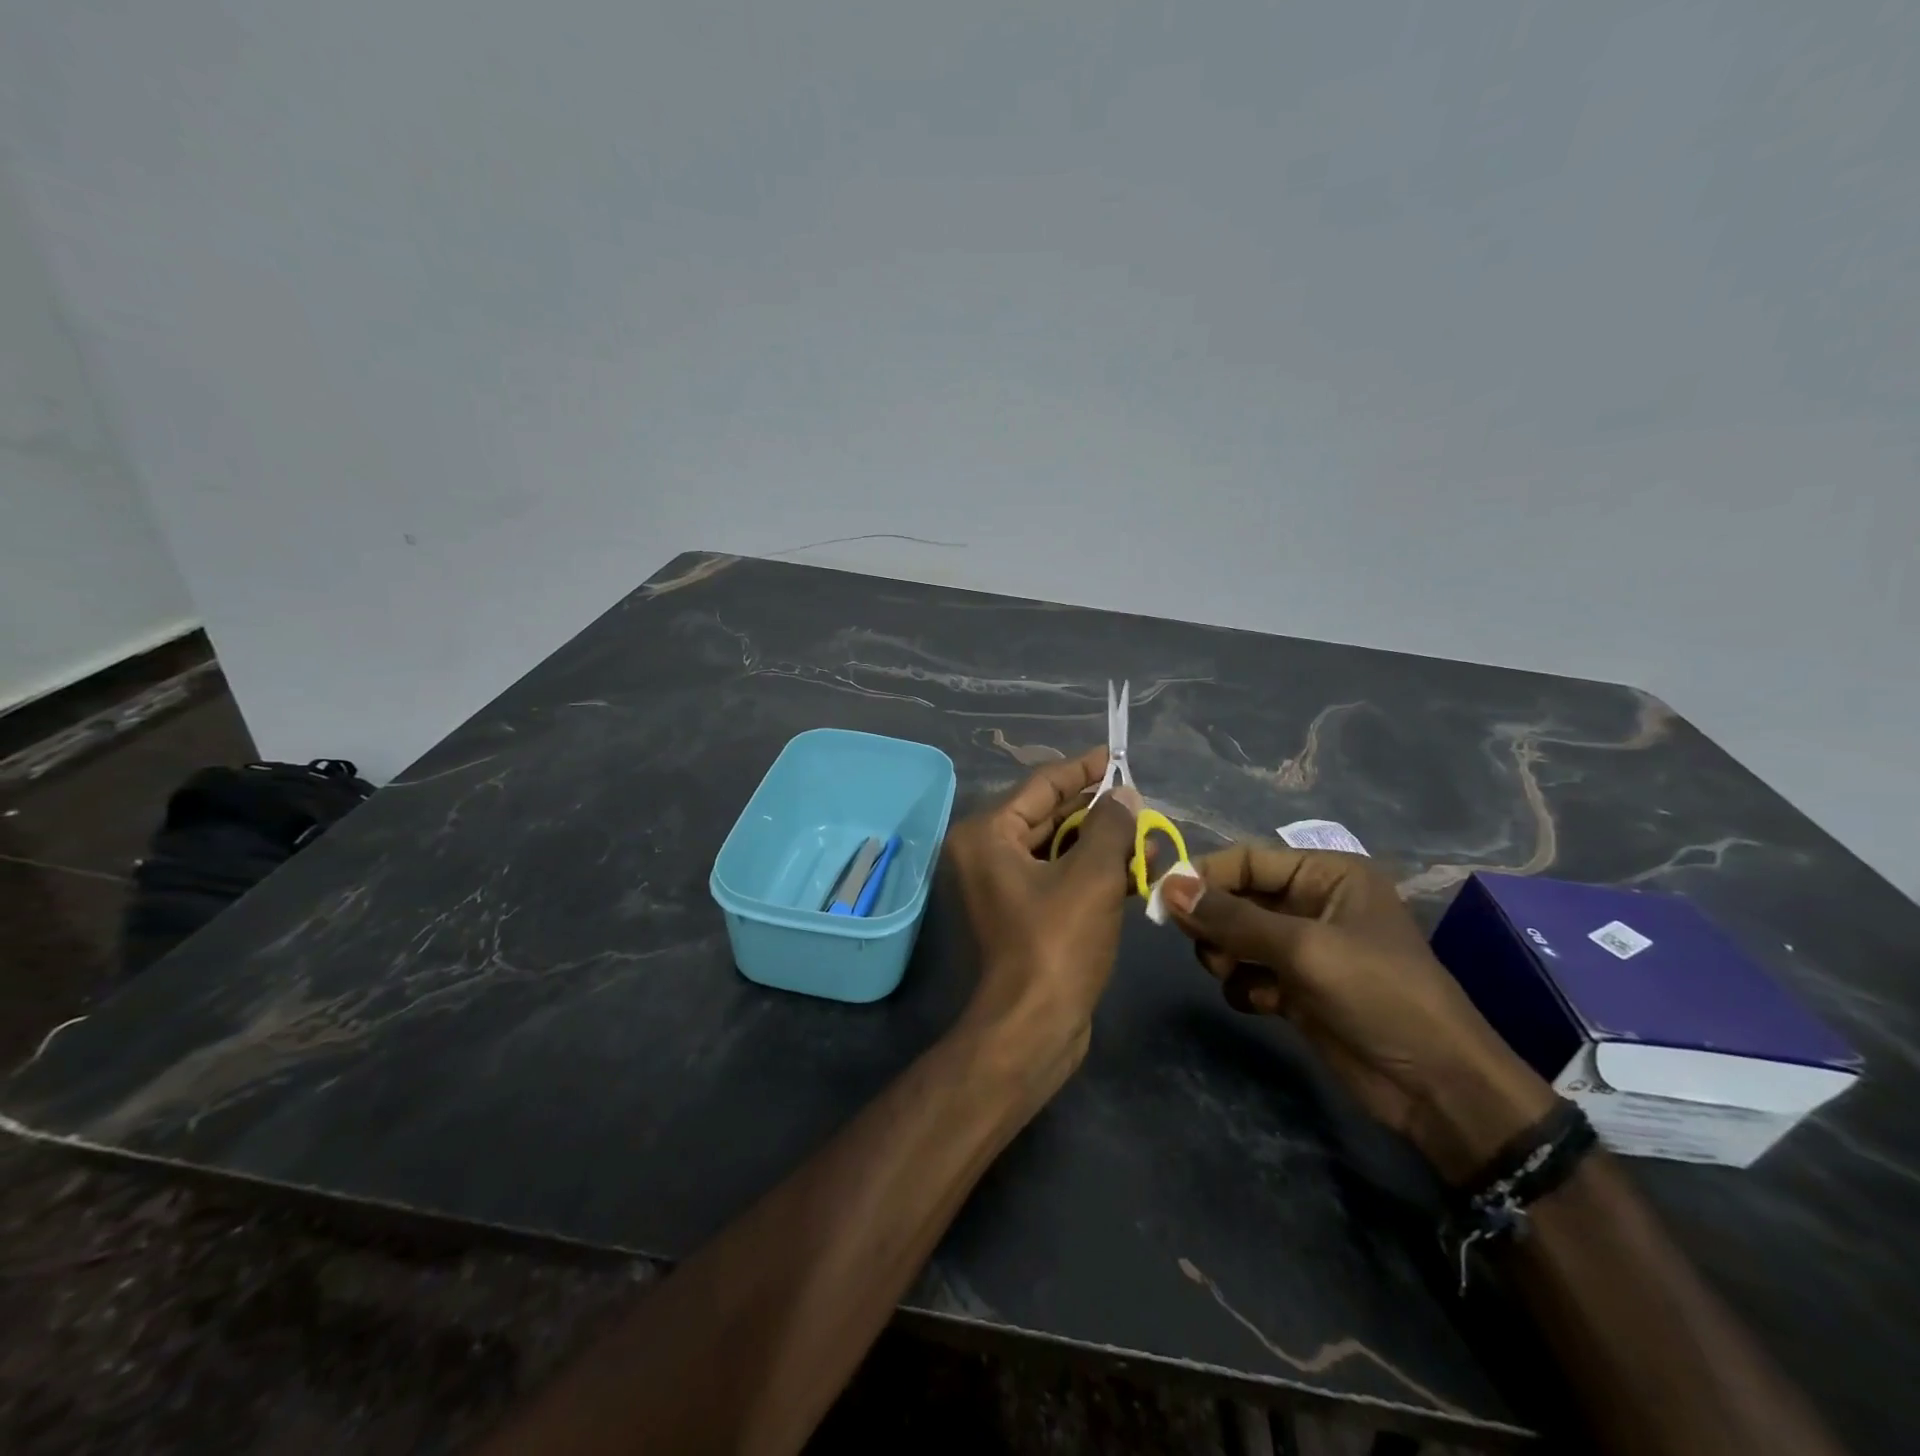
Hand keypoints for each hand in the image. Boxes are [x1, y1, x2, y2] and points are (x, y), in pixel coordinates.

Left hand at [944, 748, 1138, 1080]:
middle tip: (1140, 800)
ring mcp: (1003, 886)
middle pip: (1049, 816)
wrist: (1033, 1027)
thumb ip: (1110, 825)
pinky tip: (1139, 869)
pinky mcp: (1023, 914)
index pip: (1040, 786)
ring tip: (1150, 835)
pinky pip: (1061, 877)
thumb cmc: (1056, 943)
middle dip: (1098, 811)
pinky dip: (1095, 872)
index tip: (1115, 755)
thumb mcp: (1091, 876)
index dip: (1082, 769)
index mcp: (987, 834)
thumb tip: (1125, 794)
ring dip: (1103, 844)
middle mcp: (986, 853)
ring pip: (1059, 849)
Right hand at [1159, 846, 1553, 1182]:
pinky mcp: (1297, 987)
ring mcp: (1305, 948)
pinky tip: (1264, 1003)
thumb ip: (1232, 918)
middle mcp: (1312, 903)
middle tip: (1198, 943)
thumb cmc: (1379, 994)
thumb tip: (1167, 886)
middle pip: (1237, 897)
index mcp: (1327, 874)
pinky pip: (1247, 972)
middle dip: (1214, 921)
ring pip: (1235, 936)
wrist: (1436, 1087)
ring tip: (1232, 974)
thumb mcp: (1303, 948)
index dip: (1204, 875)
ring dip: (1225, 955)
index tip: (1162, 897)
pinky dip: (1244, 985)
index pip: (1248, 860)